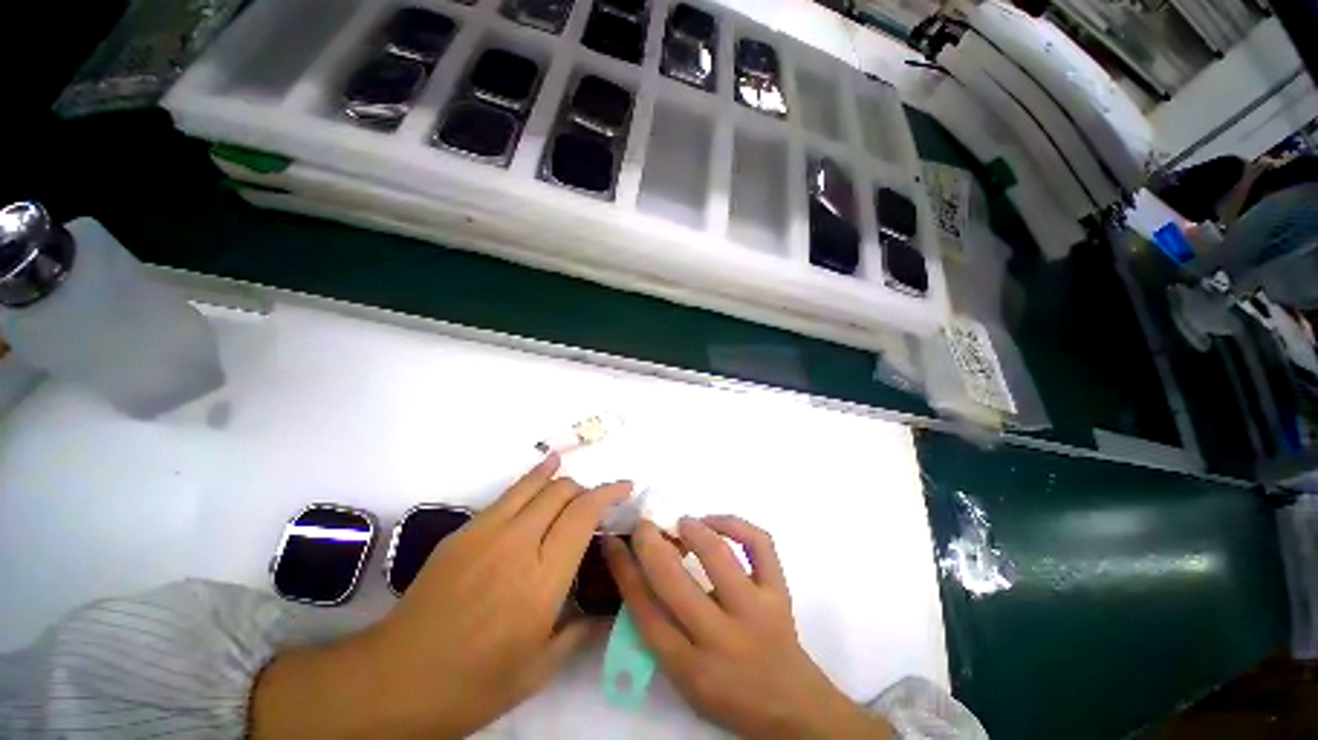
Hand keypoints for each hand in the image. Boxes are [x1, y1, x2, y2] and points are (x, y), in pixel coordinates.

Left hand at [251, 454, 631, 738]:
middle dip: (587, 488)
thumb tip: (607, 614)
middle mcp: (518, 544)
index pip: (584, 515)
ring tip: (573, 479)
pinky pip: (507, 494)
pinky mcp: (464, 530)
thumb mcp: (537, 670)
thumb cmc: (472, 684)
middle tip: (597, 502)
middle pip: (562, 492)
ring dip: (560, 478)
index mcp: (542, 580)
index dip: (609, 493)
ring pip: (535, 484)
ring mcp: (486, 532)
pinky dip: (531, 479)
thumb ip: (579, 634)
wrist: (394, 680)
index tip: (626, 488)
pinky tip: (540, 477)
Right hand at [604, 516, 893, 739]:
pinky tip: (716, 522)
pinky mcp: (779, 591)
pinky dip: (735, 524)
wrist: (792, 706)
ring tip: (681, 522)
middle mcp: (722, 639)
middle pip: (674, 581)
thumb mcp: (683, 679)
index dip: (623, 569)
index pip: (645, 611)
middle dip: (650, 543)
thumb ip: (658, 630)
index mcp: (690, 668)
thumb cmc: (729, 694)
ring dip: (693, 530)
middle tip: (643, 525)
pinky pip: (759, 544)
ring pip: (718, 556)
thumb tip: (636, 571)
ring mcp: (756, 610)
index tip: (614, 541)